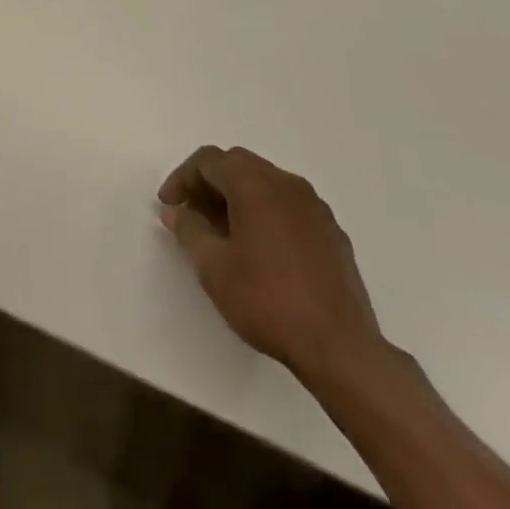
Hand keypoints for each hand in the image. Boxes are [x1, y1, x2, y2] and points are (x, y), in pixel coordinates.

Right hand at [158, 146, 386, 386]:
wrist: (340, 348)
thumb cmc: (268, 302)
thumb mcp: (214, 268)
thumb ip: (189, 230)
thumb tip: (176, 211)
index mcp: (255, 184)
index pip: (209, 160)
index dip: (182, 178)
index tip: (169, 206)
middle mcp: (286, 183)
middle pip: (238, 164)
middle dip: (209, 183)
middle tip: (192, 214)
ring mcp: (314, 206)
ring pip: (265, 182)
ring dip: (238, 196)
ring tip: (224, 232)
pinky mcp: (332, 231)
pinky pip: (289, 205)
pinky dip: (266, 212)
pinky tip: (261, 248)